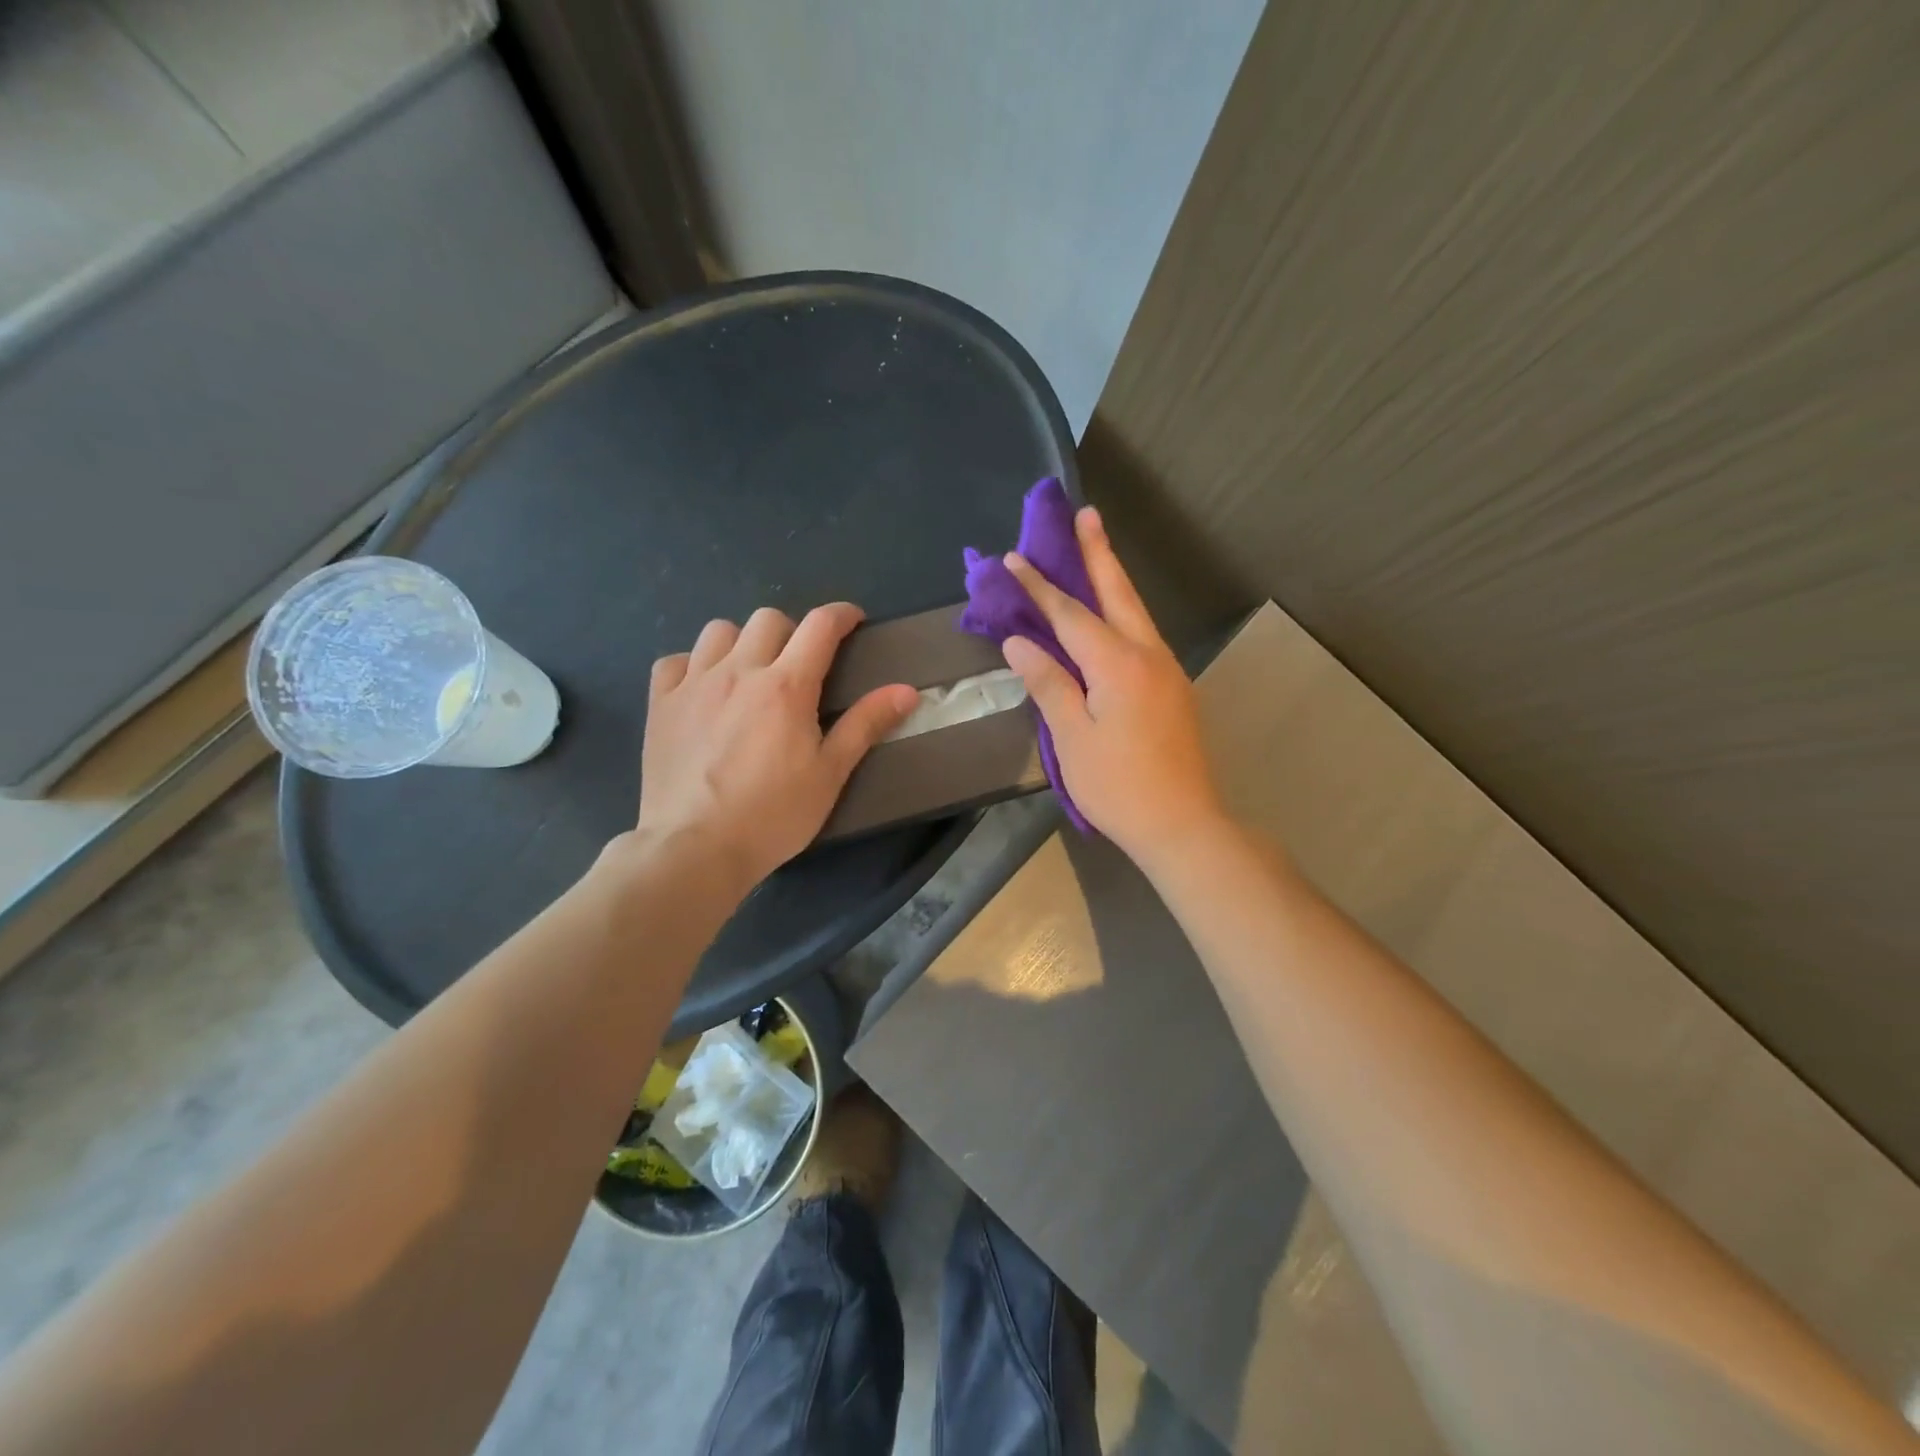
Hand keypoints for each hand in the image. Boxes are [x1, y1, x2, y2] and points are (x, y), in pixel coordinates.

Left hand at [632, 604, 916, 893]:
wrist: (695, 848)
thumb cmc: (774, 815)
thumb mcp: (830, 773)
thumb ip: (866, 725)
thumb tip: (907, 690)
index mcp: (786, 686)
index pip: (820, 626)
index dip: (842, 615)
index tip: (852, 621)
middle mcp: (738, 671)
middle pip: (769, 619)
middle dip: (793, 631)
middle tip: (801, 663)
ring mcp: (693, 685)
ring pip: (719, 631)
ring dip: (742, 642)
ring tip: (750, 672)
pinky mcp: (660, 704)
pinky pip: (674, 661)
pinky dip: (693, 665)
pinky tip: (703, 691)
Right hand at [1001, 508, 1226, 866]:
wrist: (1182, 824)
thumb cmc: (1118, 785)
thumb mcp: (1071, 737)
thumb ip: (1048, 683)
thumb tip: (1020, 643)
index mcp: (1118, 664)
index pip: (1070, 614)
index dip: (1040, 586)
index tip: (1013, 558)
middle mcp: (1148, 655)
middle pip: (1118, 594)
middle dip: (1099, 553)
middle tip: (1087, 514)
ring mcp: (1167, 671)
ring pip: (1135, 612)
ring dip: (1113, 580)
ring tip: (1096, 553)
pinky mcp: (1173, 689)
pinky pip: (1142, 636)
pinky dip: (1122, 614)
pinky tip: (1110, 617)